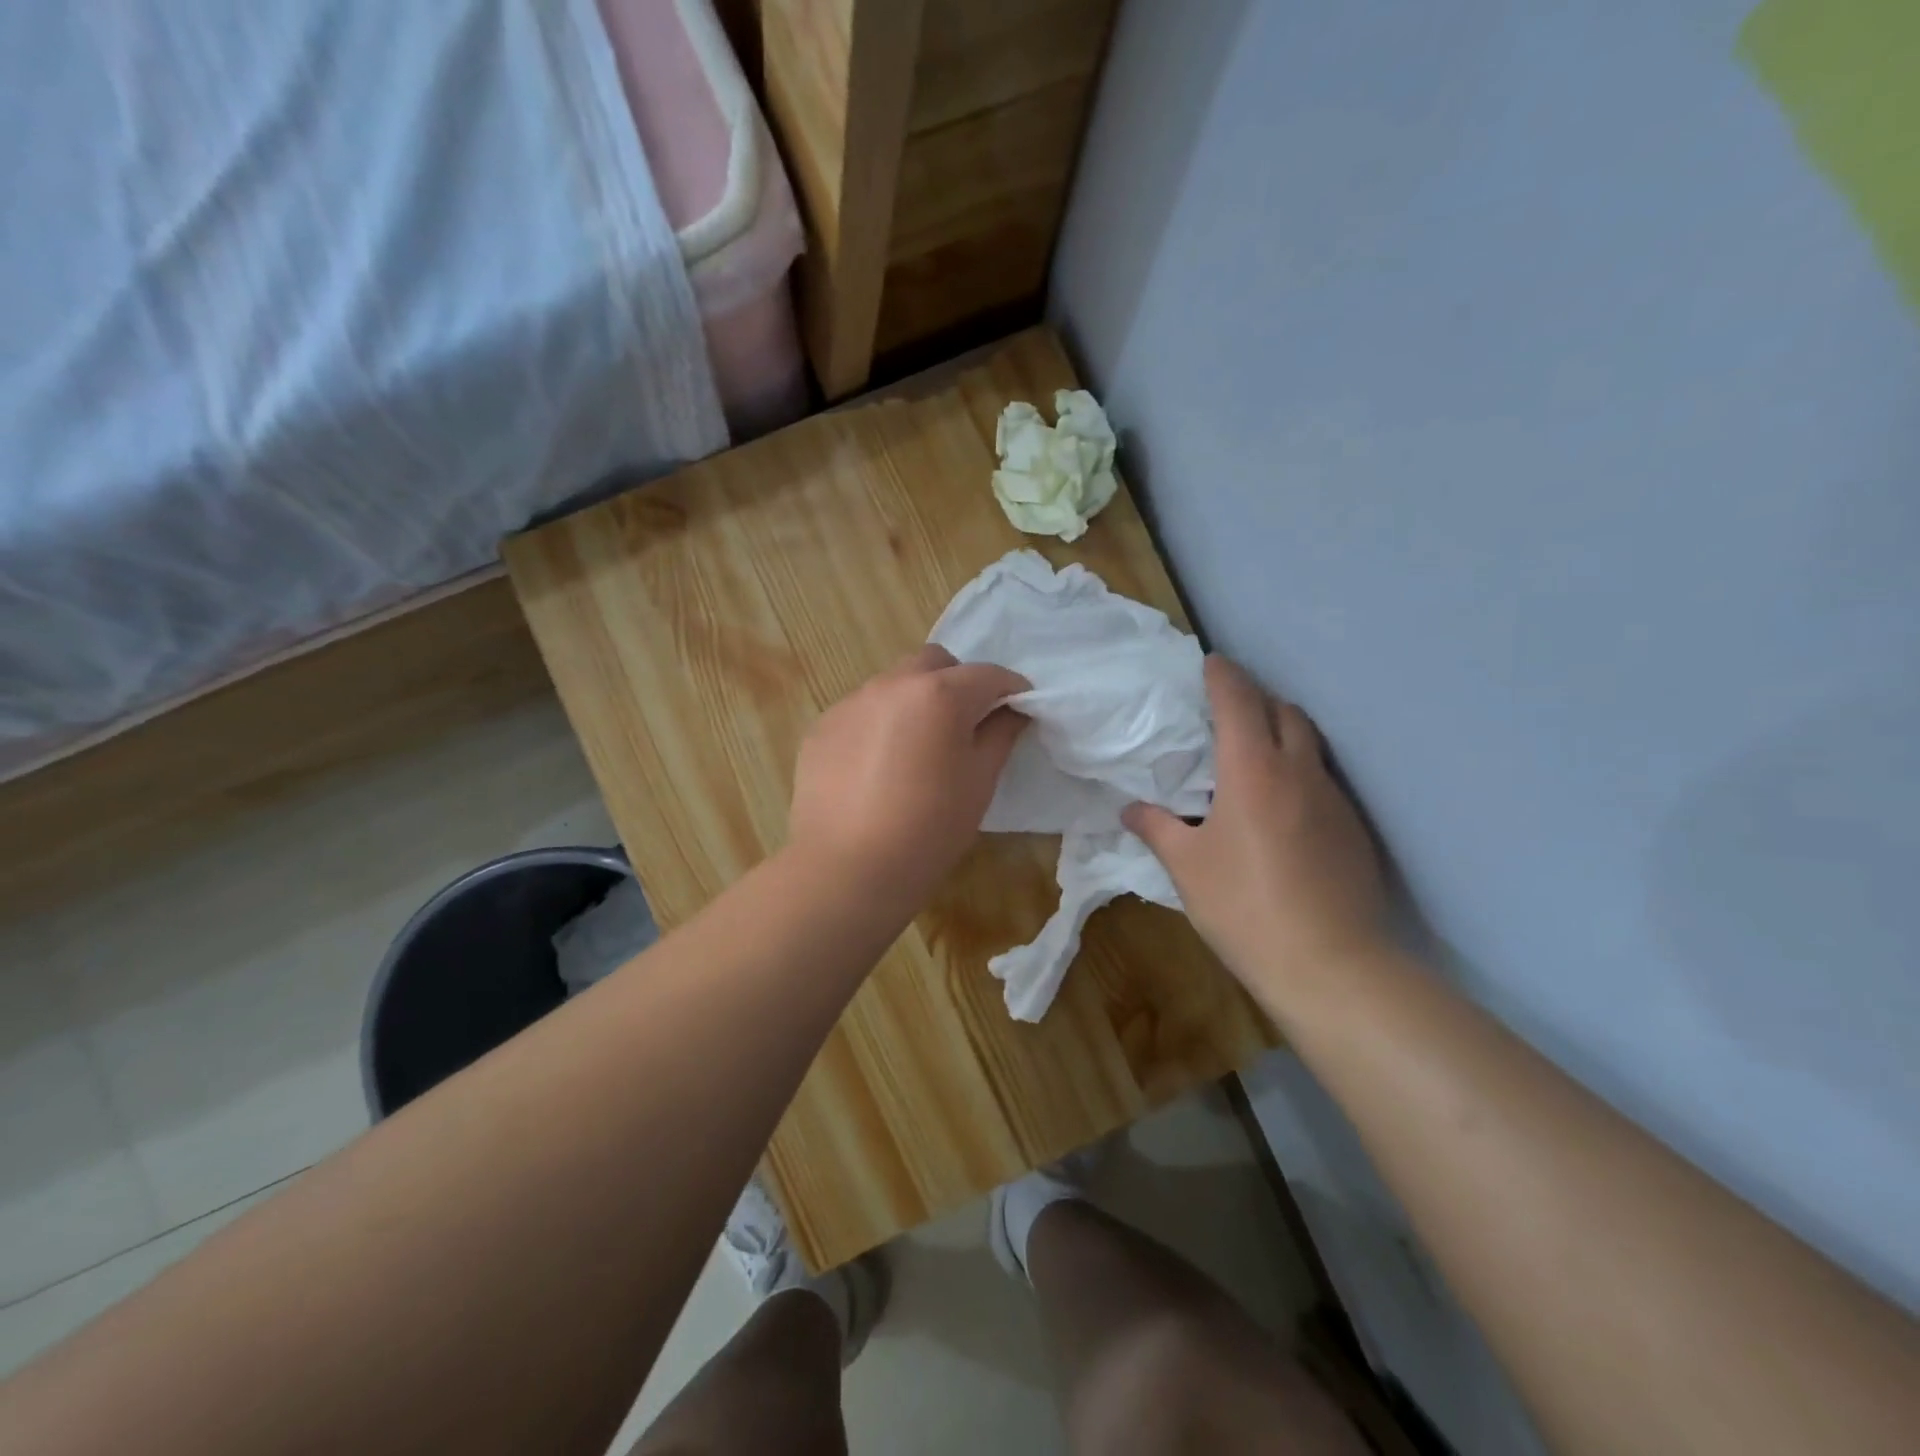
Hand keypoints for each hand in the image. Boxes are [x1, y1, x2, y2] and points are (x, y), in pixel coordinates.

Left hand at [789, 645, 1030, 908]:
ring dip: (915, 701)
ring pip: (894, 684)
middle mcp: (892, 684)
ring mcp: (851, 702)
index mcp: (939, 694)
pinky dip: (879, 724)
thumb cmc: (929, 829)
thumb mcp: (979, 782)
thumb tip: (1011, 710)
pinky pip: (861, 711)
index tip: (1019, 710)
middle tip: (965, 725)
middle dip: (958, 683)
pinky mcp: (821, 727)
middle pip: (935, 663)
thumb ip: (1000, 735)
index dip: (1011, 689)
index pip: (988, 674)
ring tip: (916, 748)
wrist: (847, 869)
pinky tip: (877, 768)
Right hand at [1123, 656, 1386, 1004]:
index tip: (1210, 662)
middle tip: (1227, 711)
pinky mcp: (1354, 828)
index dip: (1222, 675)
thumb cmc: (1244, 907)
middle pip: (1284, 710)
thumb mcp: (1187, 867)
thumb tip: (1130, 809)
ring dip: (1282, 732)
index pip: (1238, 700)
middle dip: (1256, 699)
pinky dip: (1299, 771)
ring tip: (1252, 755)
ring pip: (1310, 742)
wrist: (1330, 964)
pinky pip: (1323, 779)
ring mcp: (1333, 798)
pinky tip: (1281, 807)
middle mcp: (1298, 771)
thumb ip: (1157, 828)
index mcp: (1251, 770)